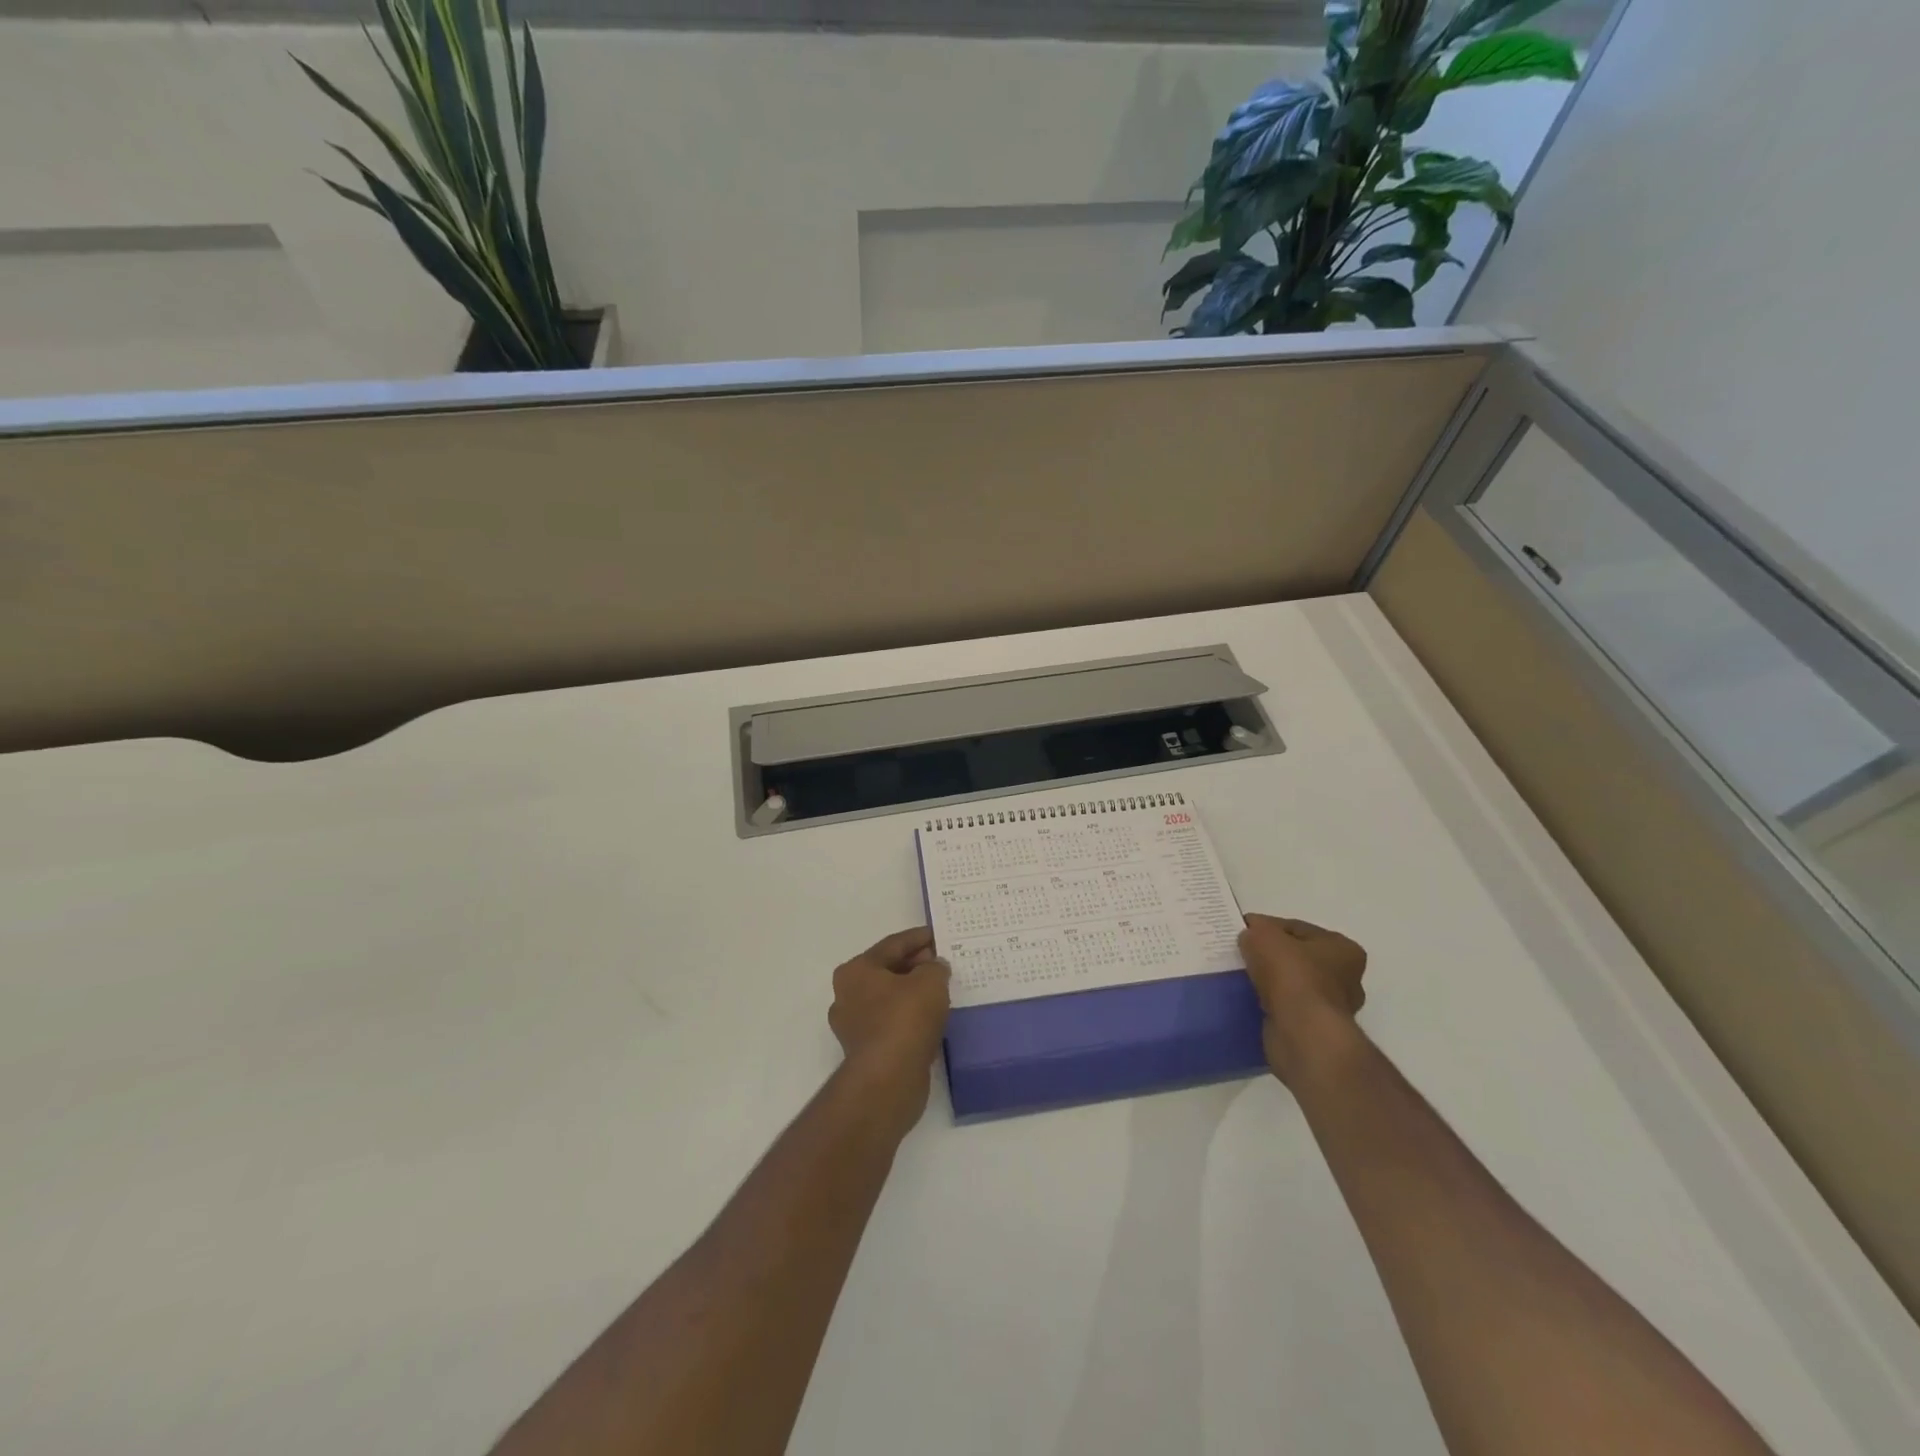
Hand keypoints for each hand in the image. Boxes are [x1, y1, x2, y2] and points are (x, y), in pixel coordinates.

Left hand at [828, 928, 951, 1132]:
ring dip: (913, 994)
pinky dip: (910, 1018)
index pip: (892, 945)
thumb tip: (934, 967)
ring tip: (941, 992)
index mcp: (855, 971)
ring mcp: (854, 1026)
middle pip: (888, 971)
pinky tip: (932, 1020)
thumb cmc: (905, 1018)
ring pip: (889, 1000)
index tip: (938, 935)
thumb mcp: (930, 981)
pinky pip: (892, 1024)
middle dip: (916, 966)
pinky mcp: (866, 1052)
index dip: (918, 938)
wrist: (889, 1079)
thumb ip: (935, 967)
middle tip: (942, 964)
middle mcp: (847, 995)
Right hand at [1239, 914, 1367, 1082]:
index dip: (1267, 927)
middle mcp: (1346, 978)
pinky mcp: (1315, 1030)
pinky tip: (1248, 998)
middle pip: (1297, 957)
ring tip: (1241, 977)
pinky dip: (1269, 1003)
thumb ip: (1256, 930)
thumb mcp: (1265, 936)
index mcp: (1343, 949)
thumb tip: (1249, 936)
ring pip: (1291, 984)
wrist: (1302, 1033)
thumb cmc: (1292, 975)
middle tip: (1241, 954)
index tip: (1242, 931)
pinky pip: (1286, 1008)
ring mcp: (1332, 1008)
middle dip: (1270, 956)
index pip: (1297, 929)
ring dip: (1269, 982)